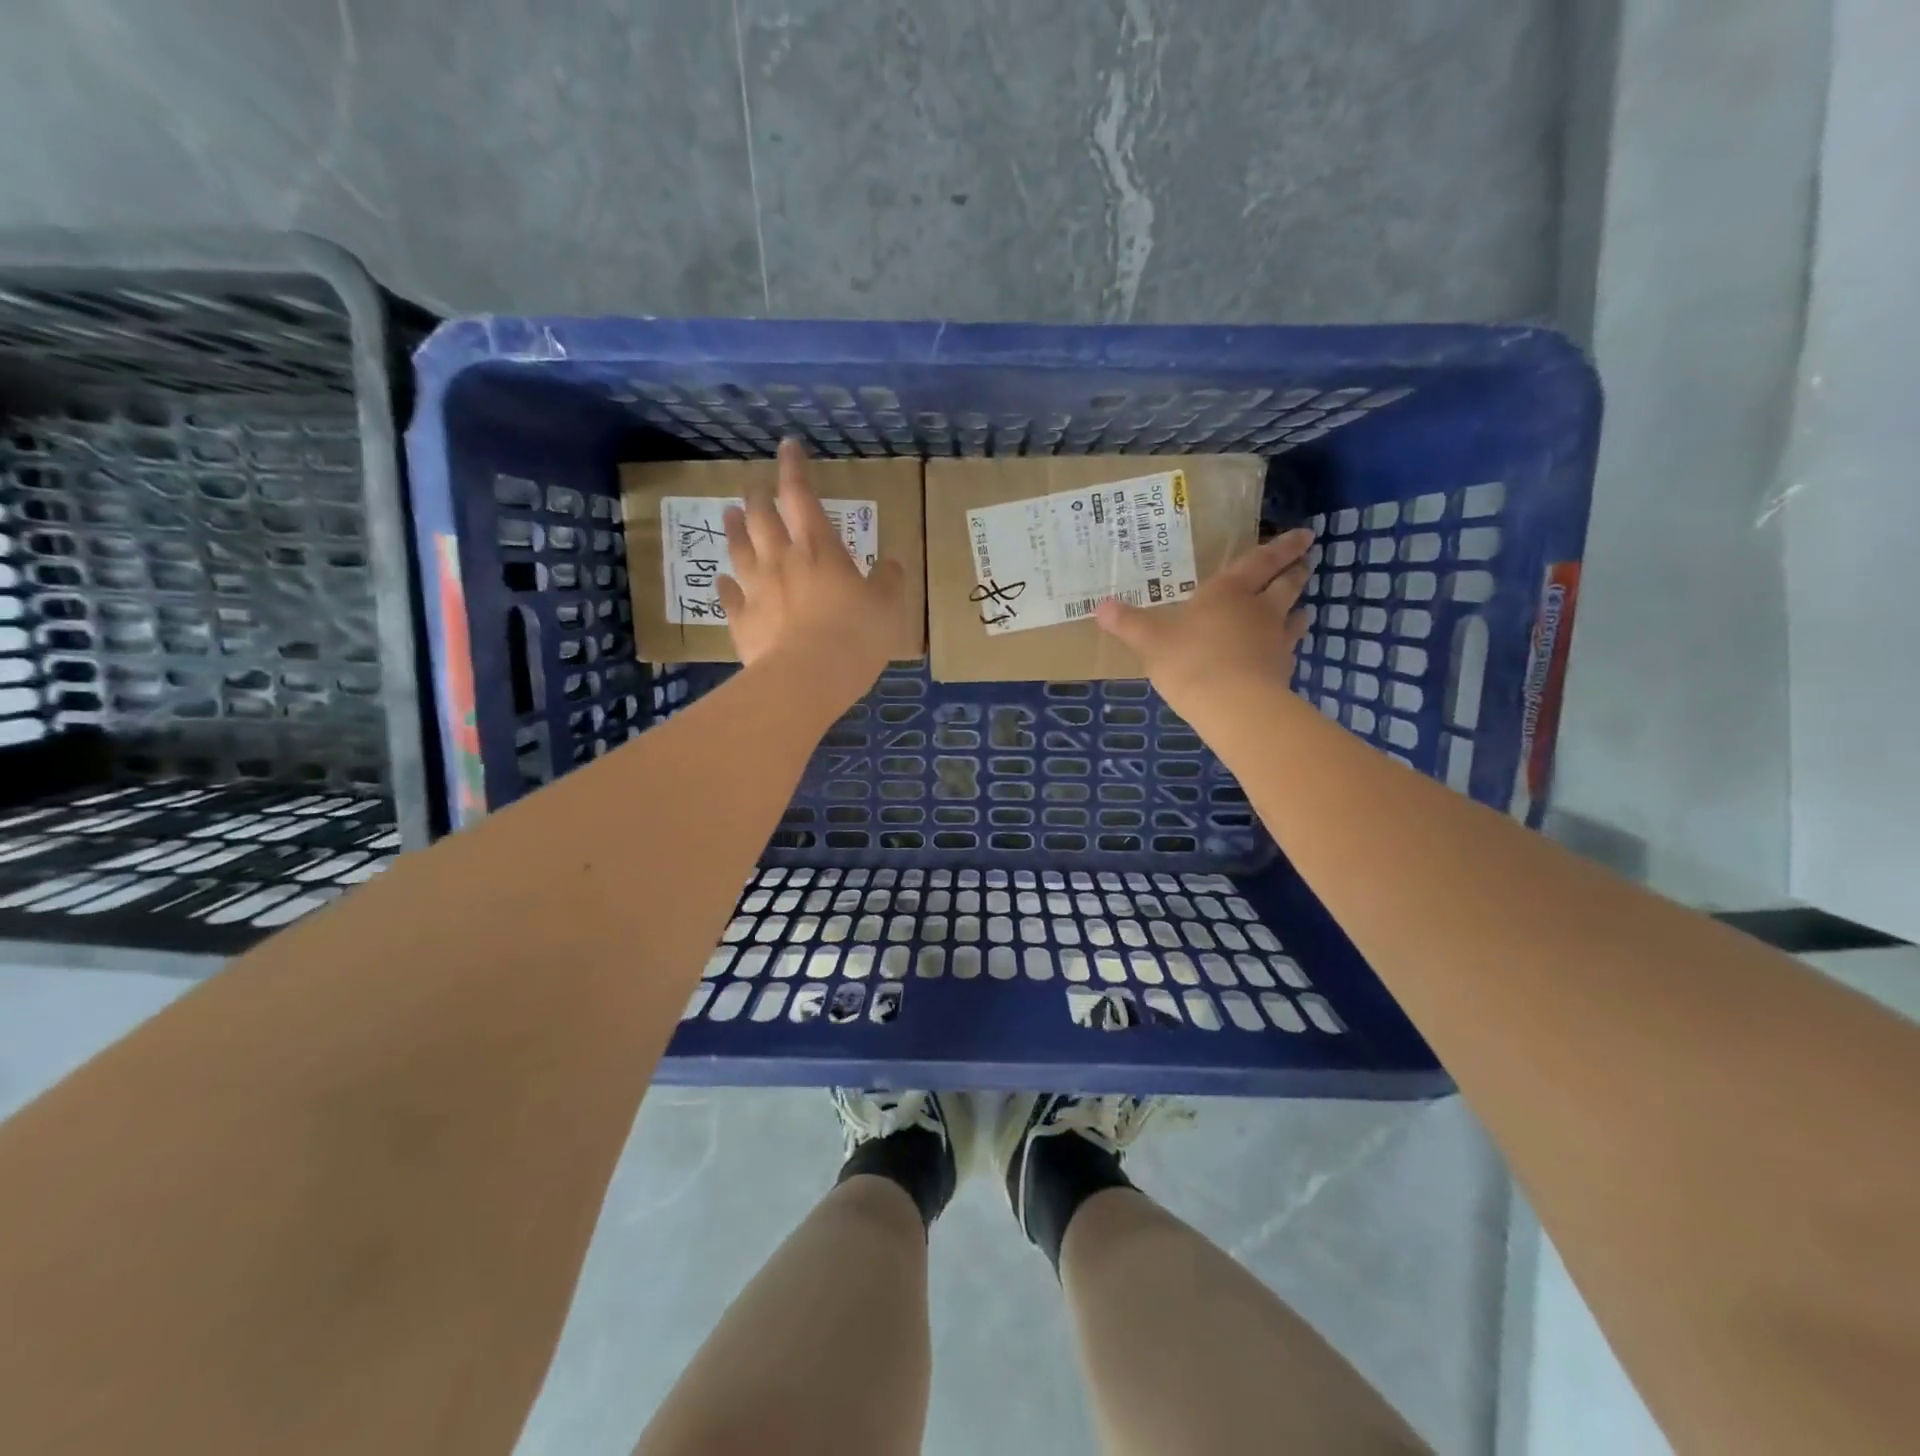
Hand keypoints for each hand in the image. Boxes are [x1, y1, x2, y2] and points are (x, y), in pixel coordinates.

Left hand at [719, 437, 907, 689]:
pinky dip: (725, 586)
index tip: (787, 446)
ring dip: (734, 529)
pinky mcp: (741, 620)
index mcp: (819, 549)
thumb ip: (888, 582)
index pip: (801, 496)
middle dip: (758, 497)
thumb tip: (892, 564)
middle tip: (754, 488)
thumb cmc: (855, 636)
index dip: (794, 468)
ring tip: (729, 515)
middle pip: (762, 517)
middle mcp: (781, 559)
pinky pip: (729, 596)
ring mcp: (756, 589)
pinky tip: (723, 582)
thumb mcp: (887, 607)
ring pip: (739, 549)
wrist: (808, 677)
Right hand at [1094, 527, 1313, 713]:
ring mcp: (1276, 641)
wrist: (1233, 706)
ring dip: (1298, 609)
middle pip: (1286, 585)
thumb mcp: (1149, 641)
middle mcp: (1259, 610)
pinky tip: (1282, 655)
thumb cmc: (1190, 661)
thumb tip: (1099, 607)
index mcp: (1228, 592)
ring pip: (1294, 617)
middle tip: (1305, 562)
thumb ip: (1128, 624)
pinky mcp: (1281, 672)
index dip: (1282, 547)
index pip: (1260, 562)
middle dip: (1296, 572)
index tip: (1305, 535)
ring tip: (1301, 608)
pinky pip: (1288, 652)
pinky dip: (1287, 648)